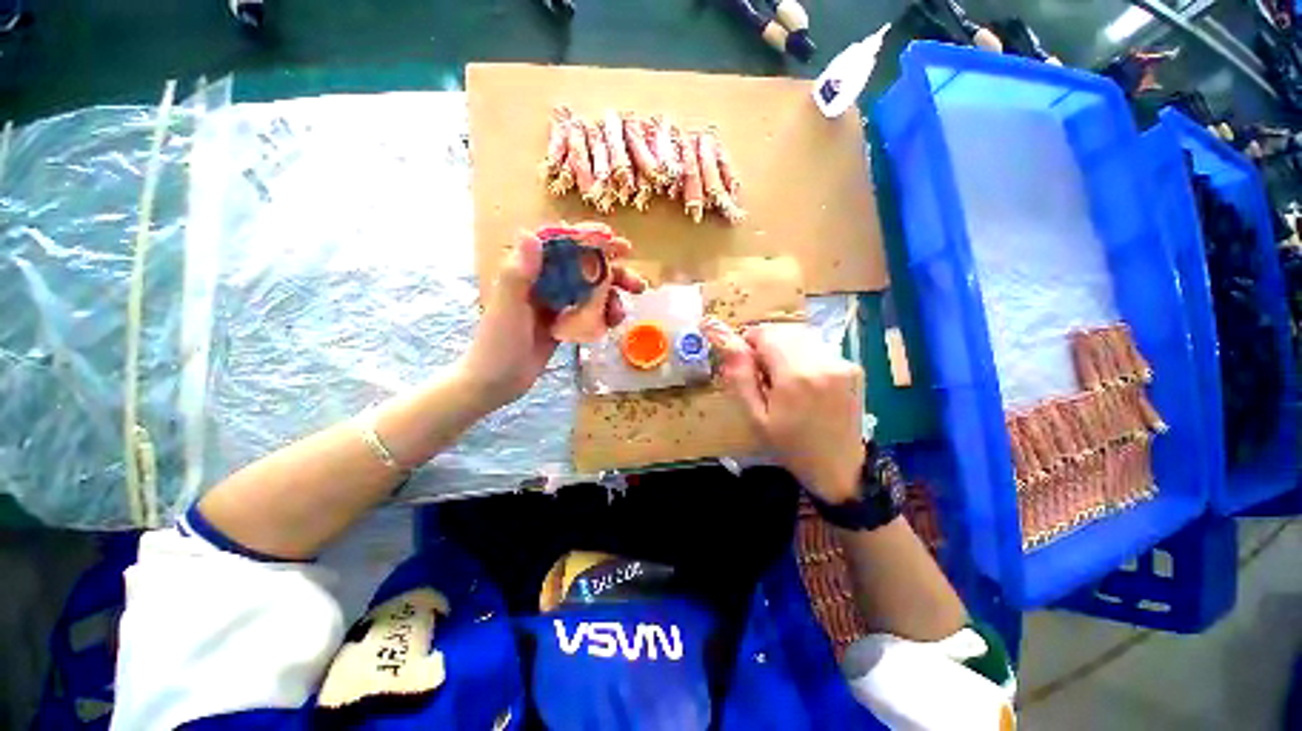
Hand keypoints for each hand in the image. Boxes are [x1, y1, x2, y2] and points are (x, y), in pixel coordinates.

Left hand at [461, 224, 644, 408]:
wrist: (496, 382)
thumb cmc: (497, 345)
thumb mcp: (508, 309)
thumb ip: (519, 273)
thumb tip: (531, 233)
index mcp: (528, 271)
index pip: (562, 244)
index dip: (589, 238)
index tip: (615, 241)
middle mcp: (545, 281)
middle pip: (584, 267)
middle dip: (613, 272)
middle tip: (637, 283)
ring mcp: (556, 302)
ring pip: (591, 290)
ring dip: (612, 297)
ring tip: (622, 314)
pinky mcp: (563, 321)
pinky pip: (589, 311)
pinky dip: (603, 314)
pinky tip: (611, 324)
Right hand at [703, 319, 865, 503]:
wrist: (838, 467)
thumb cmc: (790, 445)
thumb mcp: (755, 416)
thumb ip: (739, 375)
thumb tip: (723, 339)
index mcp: (795, 375)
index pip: (765, 332)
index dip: (750, 342)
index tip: (747, 364)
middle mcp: (823, 361)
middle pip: (784, 330)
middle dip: (768, 344)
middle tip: (764, 373)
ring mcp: (842, 362)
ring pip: (802, 335)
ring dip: (786, 348)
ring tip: (784, 378)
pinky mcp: (853, 366)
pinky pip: (818, 346)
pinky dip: (804, 355)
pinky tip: (804, 382)